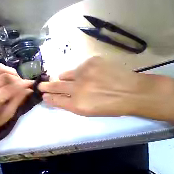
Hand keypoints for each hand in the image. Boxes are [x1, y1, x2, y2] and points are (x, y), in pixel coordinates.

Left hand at [0, 60, 33, 137]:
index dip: (22, 84)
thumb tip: (30, 89)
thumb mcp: (9, 113)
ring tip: (15, 76)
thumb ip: (19, 99)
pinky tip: (4, 73)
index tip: (32, 83)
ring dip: (8, 70)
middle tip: (23, 82)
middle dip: (17, 78)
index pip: (10, 88)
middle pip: (3, 76)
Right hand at [38, 56, 164, 115]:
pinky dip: (78, 72)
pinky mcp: (91, 62)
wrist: (133, 92)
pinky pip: (78, 67)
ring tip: (65, 79)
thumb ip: (72, 104)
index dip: (49, 98)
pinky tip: (87, 75)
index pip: (56, 100)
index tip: (43, 96)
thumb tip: (59, 97)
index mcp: (78, 105)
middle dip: (46, 86)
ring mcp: (84, 73)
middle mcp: (78, 89)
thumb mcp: (89, 111)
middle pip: (56, 86)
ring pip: (65, 75)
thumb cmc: (111, 106)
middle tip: (40, 85)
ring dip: (63, 78)